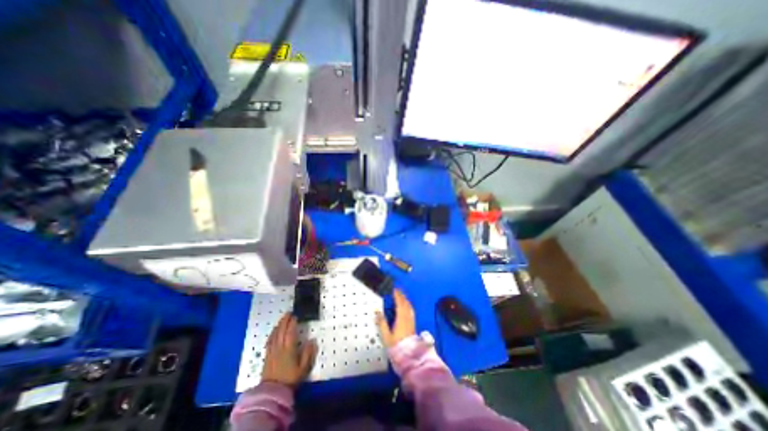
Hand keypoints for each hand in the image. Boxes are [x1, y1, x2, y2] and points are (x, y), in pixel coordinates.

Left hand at [261, 313, 315, 386]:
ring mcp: (272, 351)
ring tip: (282, 319)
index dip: (292, 323)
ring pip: (274, 334)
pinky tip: (274, 331)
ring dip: (278, 325)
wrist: (272, 393)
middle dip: (285, 320)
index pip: (290, 332)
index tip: (295, 316)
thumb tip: (312, 340)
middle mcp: (279, 347)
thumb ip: (308, 353)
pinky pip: (269, 341)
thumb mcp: (304, 368)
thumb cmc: (290, 379)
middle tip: (289, 313)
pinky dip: (272, 333)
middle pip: (281, 331)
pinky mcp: (266, 356)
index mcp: (289, 349)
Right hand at [377, 288, 416, 348]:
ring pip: (409, 307)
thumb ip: (382, 323)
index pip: (399, 304)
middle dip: (402, 296)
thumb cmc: (396, 346)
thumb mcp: (386, 336)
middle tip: (398, 291)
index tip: (394, 289)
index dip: (397, 296)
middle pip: (405, 304)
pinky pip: (411, 311)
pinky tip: (407, 307)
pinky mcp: (413, 325)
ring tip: (402, 296)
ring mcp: (411, 321)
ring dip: (405, 300)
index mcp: (401, 319)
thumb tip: (377, 311)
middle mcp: (407, 318)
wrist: (409, 356)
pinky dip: (408, 305)